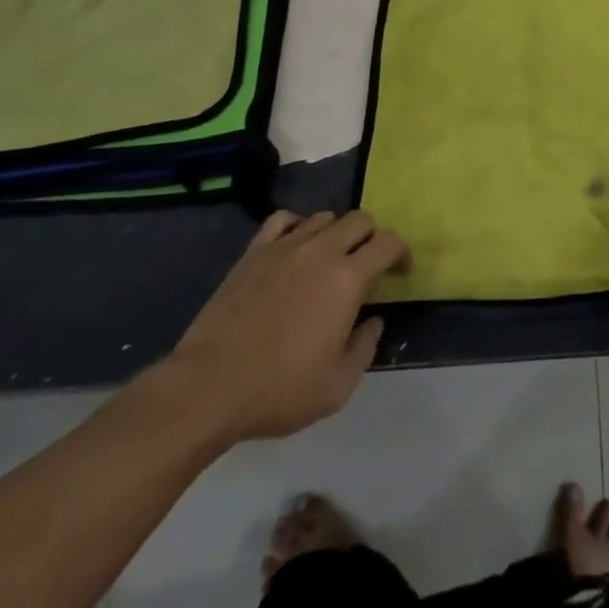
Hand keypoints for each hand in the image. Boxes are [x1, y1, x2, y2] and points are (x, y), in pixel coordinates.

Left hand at [160, 210, 410, 444]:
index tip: (400, 273)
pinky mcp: (254, 251)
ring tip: (330, 260)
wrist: (208, 387)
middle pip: (360, 219)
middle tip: (367, 266)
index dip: (401, 253)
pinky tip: (295, 247)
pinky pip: (284, 219)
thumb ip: (365, 347)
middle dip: (372, 238)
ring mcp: (285, 246)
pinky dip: (298, 225)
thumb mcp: (337, 386)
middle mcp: (321, 250)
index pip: (388, 243)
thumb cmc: (278, 390)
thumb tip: (372, 321)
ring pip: (324, 217)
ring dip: (336, 233)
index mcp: (347, 278)